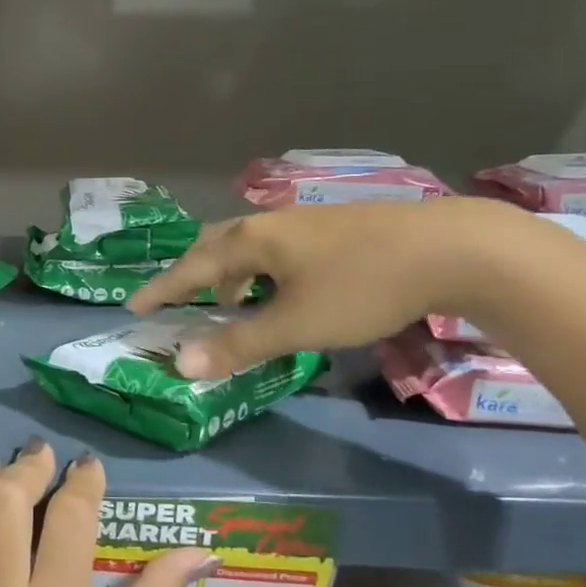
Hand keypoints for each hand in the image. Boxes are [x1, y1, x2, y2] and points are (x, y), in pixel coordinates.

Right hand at [129, 198, 525, 377]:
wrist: (452, 248)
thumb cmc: (361, 287)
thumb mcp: (295, 324)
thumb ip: (238, 344)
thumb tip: (181, 365)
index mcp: (251, 241)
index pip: (190, 267)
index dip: (161, 290)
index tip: (133, 306)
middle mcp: (270, 223)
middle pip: (214, 244)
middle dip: (192, 273)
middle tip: (179, 300)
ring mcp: (305, 221)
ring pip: (249, 245)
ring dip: (229, 273)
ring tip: (231, 302)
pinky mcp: (335, 227)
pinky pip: (276, 248)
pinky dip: (260, 270)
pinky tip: (283, 288)